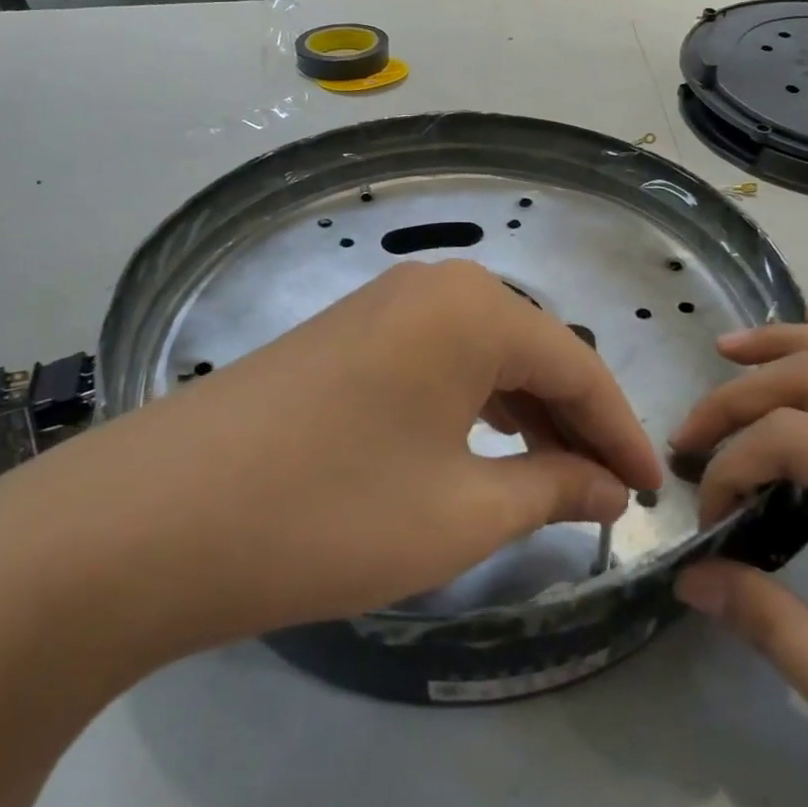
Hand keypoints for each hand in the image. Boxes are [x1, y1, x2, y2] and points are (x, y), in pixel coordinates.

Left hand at [28, 259, 662, 667]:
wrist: (153, 519)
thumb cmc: (332, 513)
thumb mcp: (462, 513)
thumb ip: (553, 491)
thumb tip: (610, 490)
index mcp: (475, 308)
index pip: (578, 368)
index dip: (622, 434)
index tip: (654, 494)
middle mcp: (431, 287)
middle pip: (530, 353)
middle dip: (573, 424)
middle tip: (604, 494)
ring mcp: (378, 305)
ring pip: (480, 356)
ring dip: (522, 415)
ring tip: (550, 479)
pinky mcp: (340, 335)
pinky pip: (432, 362)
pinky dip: (468, 406)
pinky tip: (476, 447)